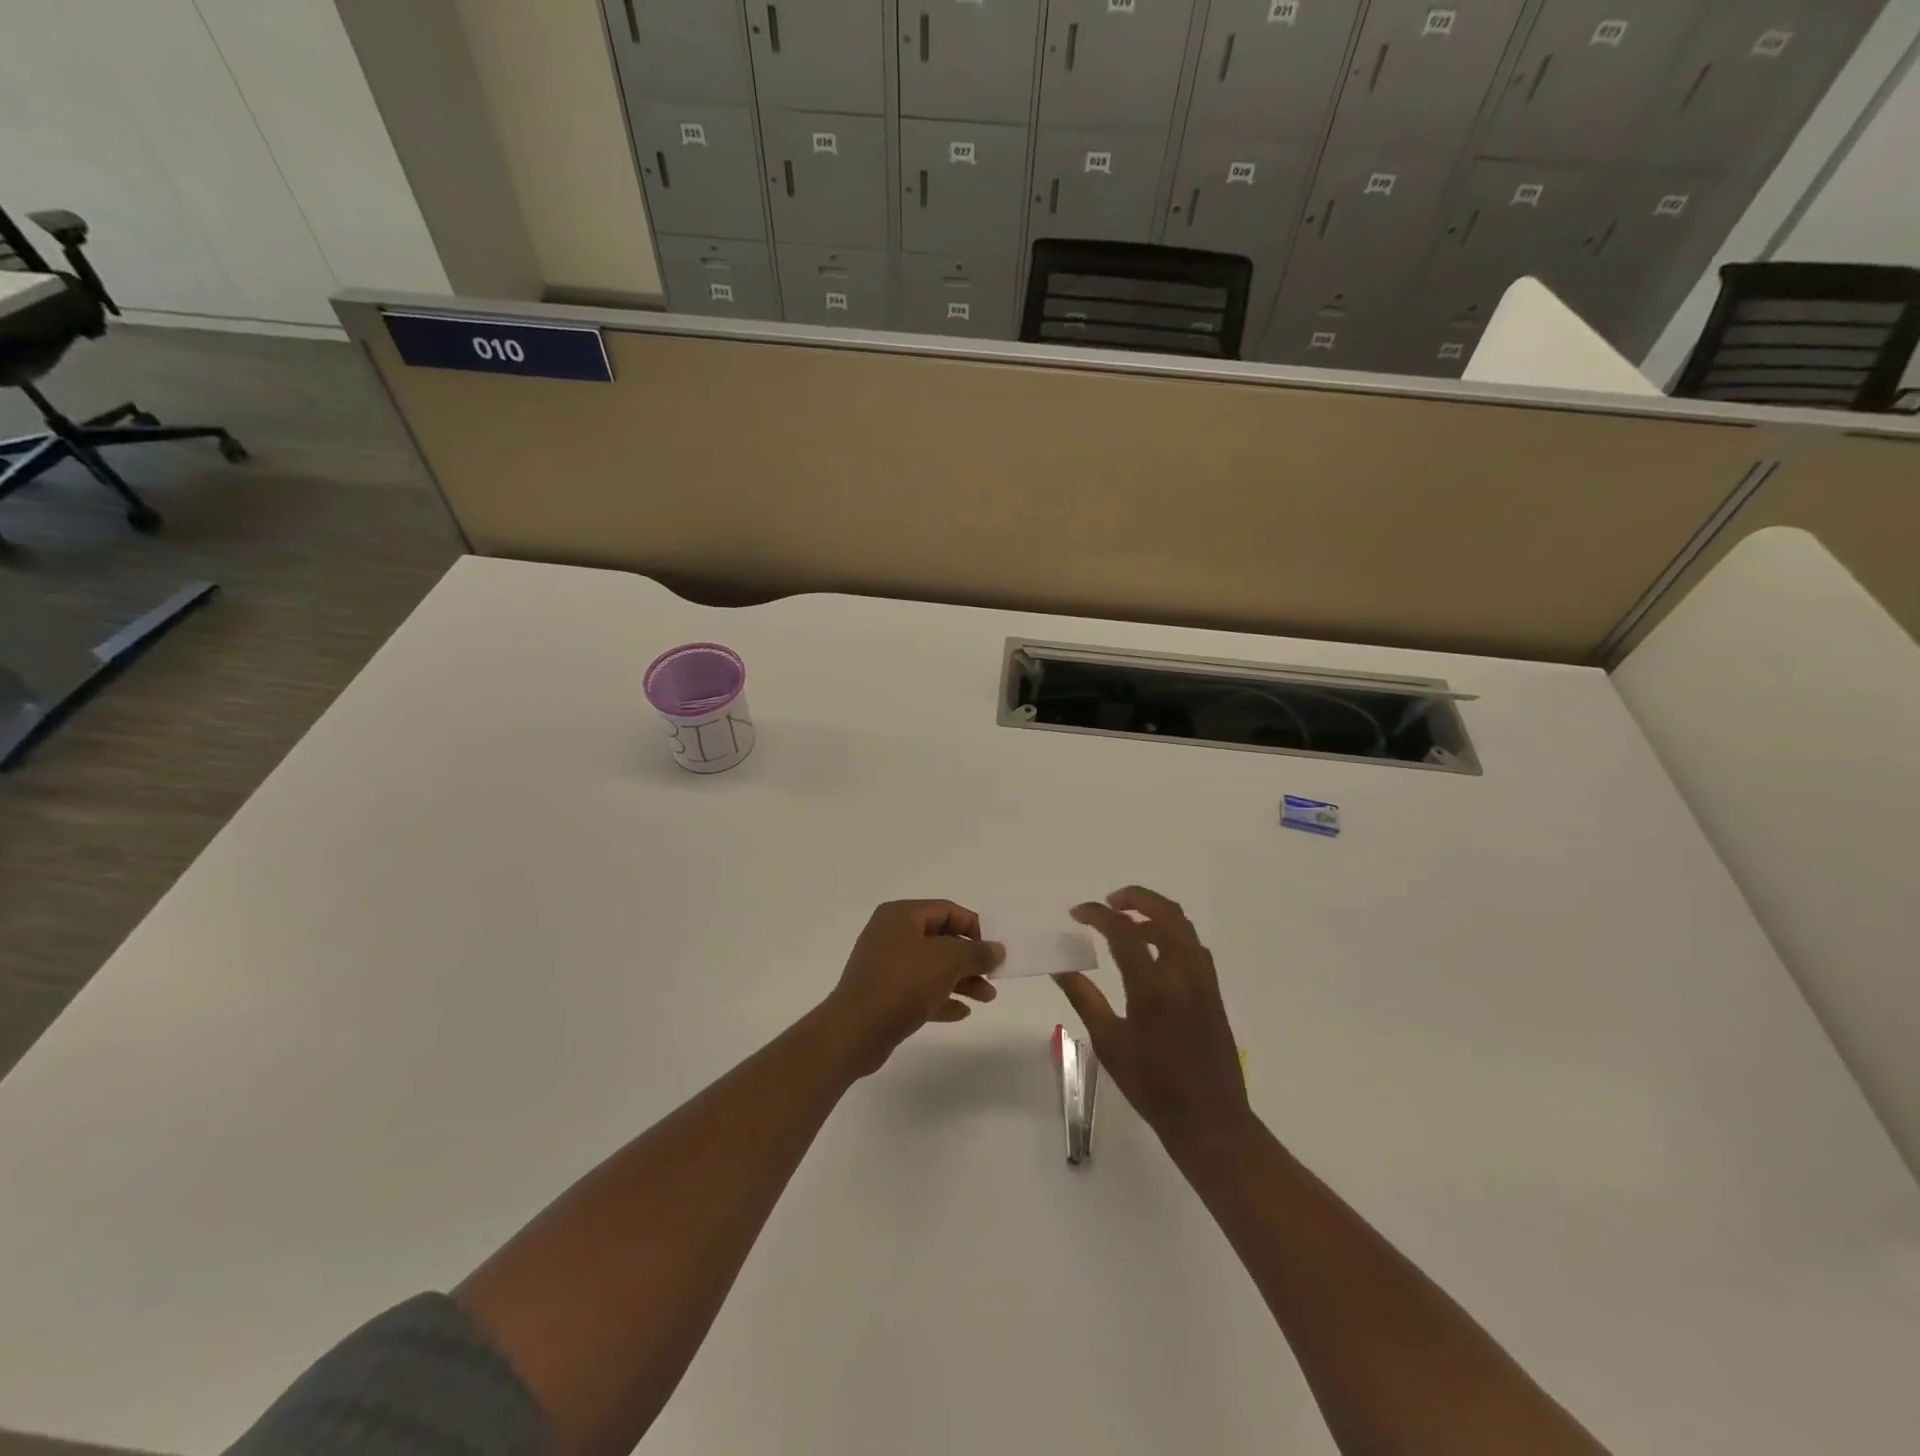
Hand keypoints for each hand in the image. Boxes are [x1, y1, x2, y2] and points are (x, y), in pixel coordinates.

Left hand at [822, 900, 1003, 1074]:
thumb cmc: (902, 983)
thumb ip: (976, 952)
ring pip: (932, 967)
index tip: (993, 950)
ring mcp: (885, 965)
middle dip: (970, 959)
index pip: (946, 910)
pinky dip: (941, 997)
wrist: (855, 1031)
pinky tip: (962, 1012)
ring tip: (987, 998)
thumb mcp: (947, 961)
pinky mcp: (883, 994)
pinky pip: (919, 990)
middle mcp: (891, 934)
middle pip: (940, 940)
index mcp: (901, 916)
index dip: (974, 927)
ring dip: (961, 980)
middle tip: (994, 977)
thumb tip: (996, 949)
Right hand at [1054, 886, 1251, 1148]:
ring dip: (1154, 913)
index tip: (1076, 913)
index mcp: (1153, 987)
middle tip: (1109, 902)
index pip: (1124, 931)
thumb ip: (1084, 998)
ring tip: (1126, 923)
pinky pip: (1193, 945)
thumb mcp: (1109, 1043)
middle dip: (1135, 897)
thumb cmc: (1152, 1086)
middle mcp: (1183, 974)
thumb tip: (1059, 966)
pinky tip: (1152, 951)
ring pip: (1183, 926)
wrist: (1210, 1120)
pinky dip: (1171, 933)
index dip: (1097, 914)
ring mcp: (1203, 980)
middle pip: (1165, 913)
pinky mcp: (1213, 990)